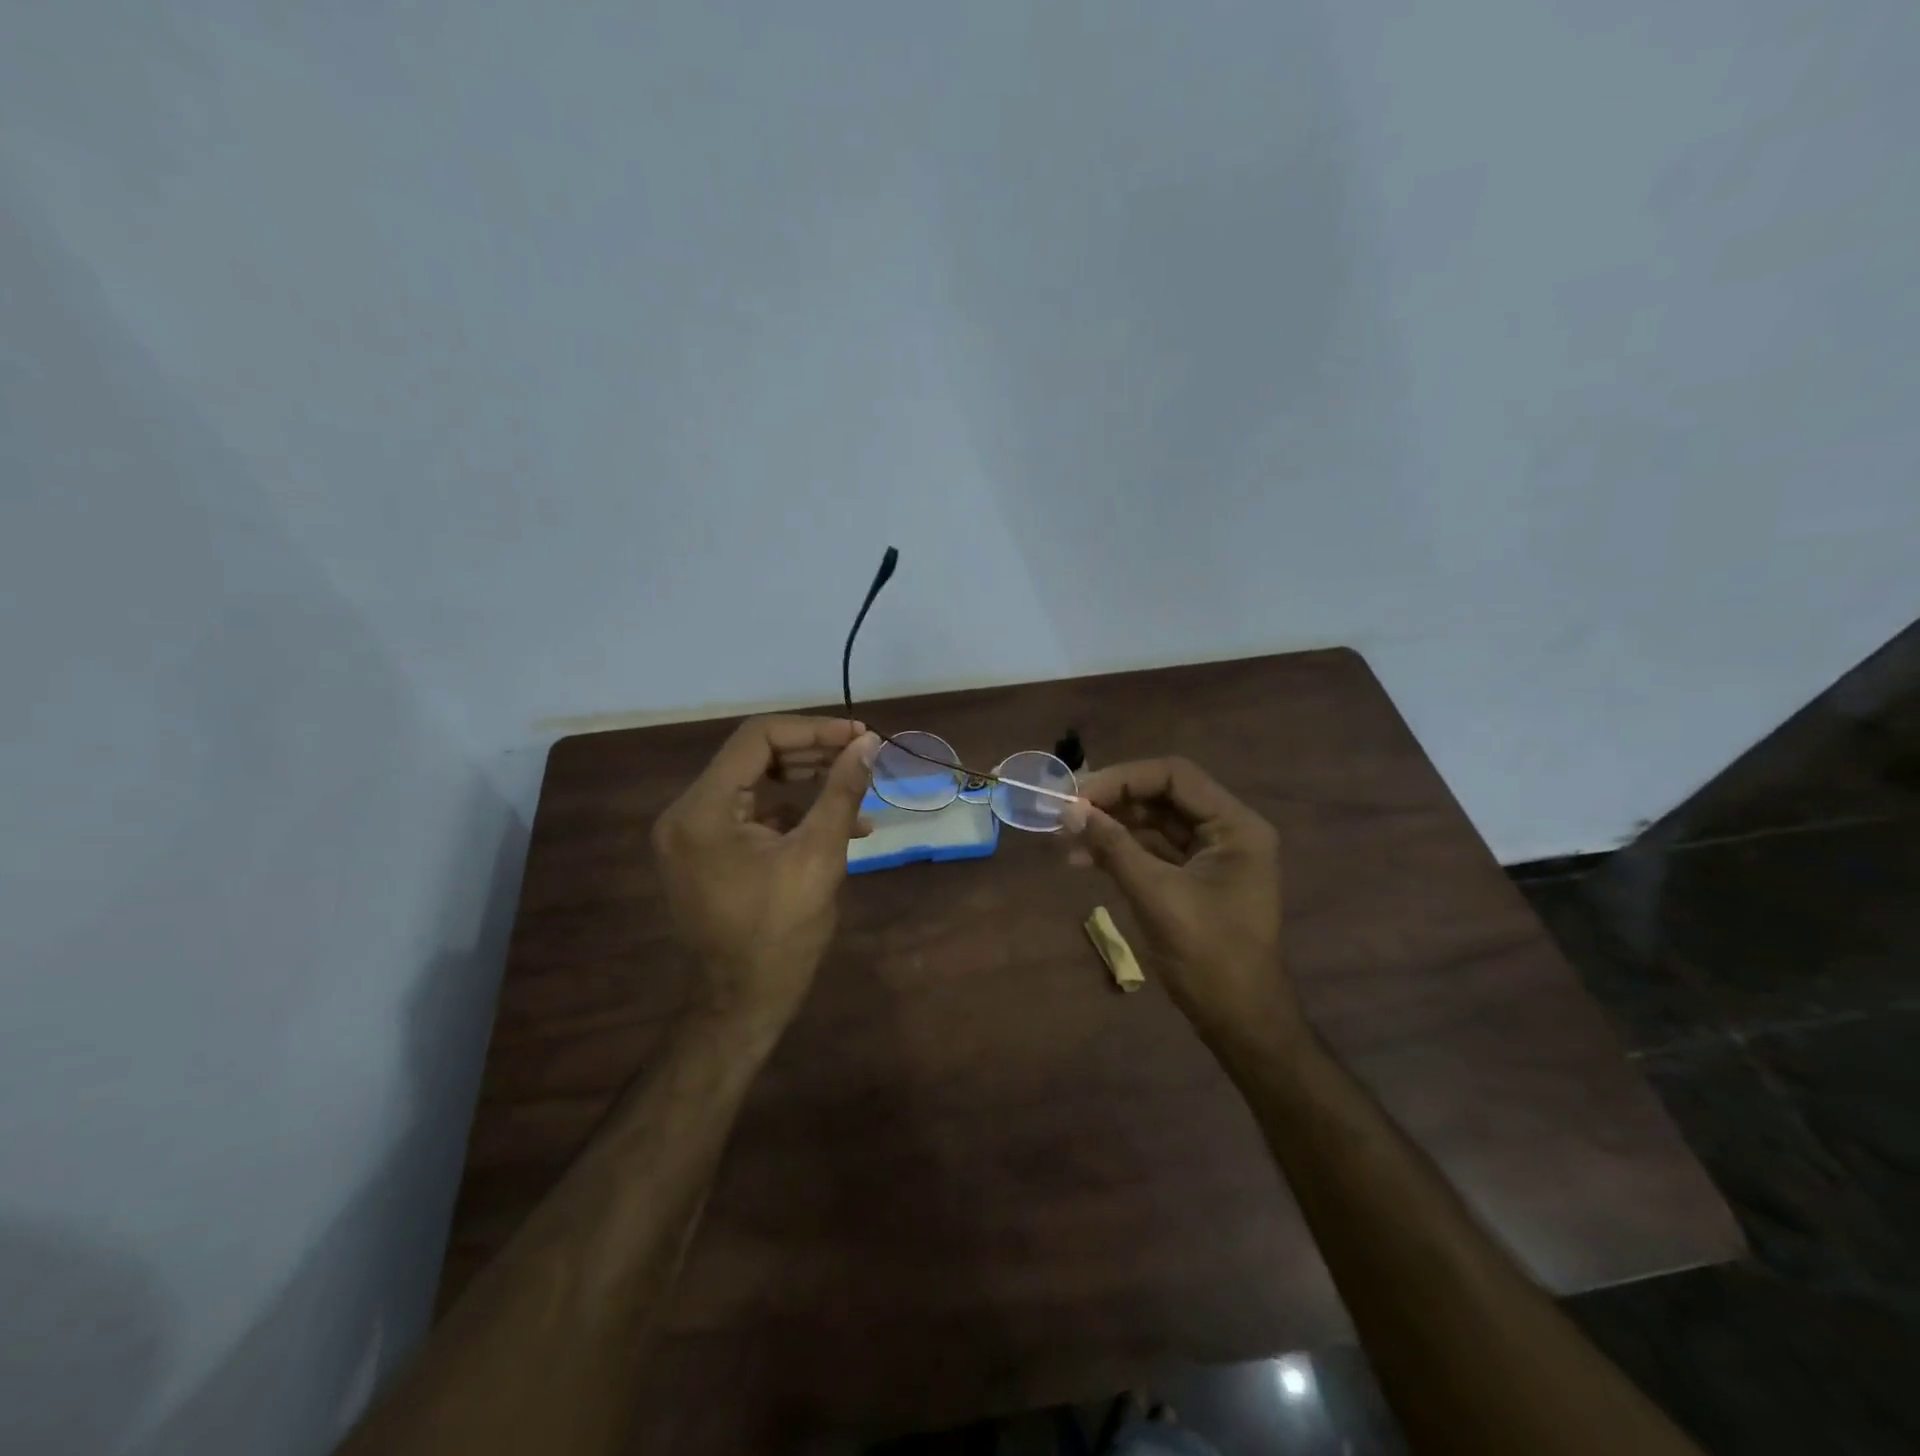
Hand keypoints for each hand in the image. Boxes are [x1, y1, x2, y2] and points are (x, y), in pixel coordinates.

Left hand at [652, 715, 879, 1045]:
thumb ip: (841, 792)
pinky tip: (841, 825)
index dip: (814, 730)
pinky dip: (794, 813)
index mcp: (703, 810)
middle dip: (814, 753)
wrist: (742, 1005)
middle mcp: (688, 813)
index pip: (758, 739)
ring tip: (858, 786)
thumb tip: (868, 744)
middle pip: (755, 758)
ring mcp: (694, 835)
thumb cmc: (780, 935)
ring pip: (757, 785)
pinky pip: (753, 816)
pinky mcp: (708, 854)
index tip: (860, 737)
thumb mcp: (818, 856)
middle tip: (863, 755)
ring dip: (808, 782)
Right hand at [1064, 758, 1298, 1047]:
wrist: (1240, 1022)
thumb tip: (1069, 811)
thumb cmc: (1210, 958)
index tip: (1078, 794)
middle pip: (1161, 796)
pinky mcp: (1192, 877)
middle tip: (1064, 810)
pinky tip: (1081, 859)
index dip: (1123, 778)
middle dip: (1112, 801)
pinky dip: (1118, 851)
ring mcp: (1209, 855)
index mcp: (1235, 827)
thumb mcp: (1158, 897)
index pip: (1174, 776)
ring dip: (1110, 826)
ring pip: (1152, 823)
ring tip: (1063, 836)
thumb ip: (1114, 848)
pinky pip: (1151, 851)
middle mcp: (1226, 831)